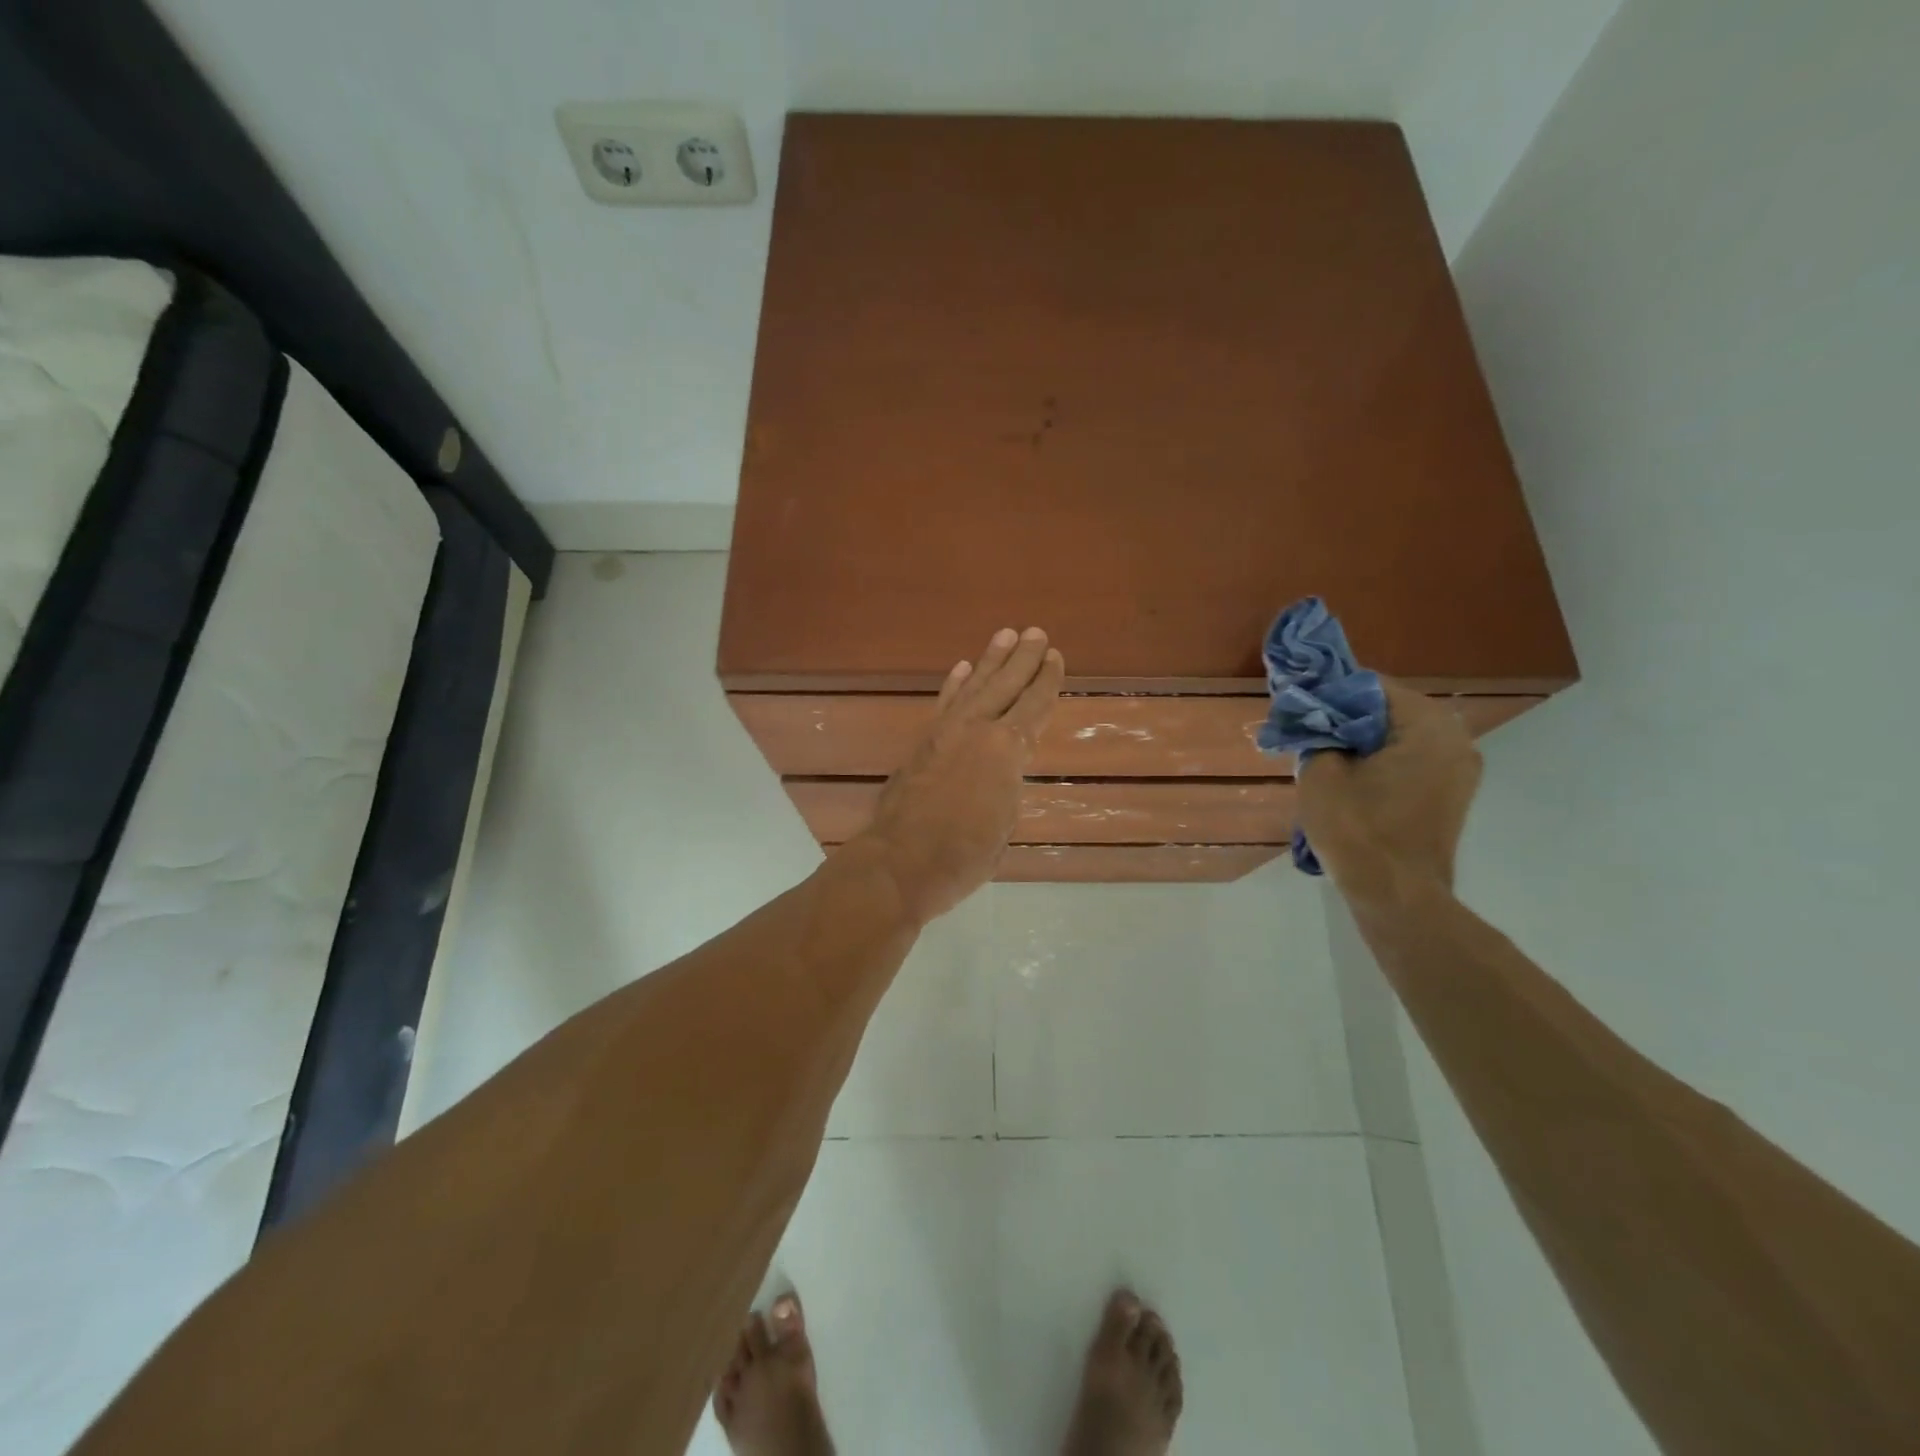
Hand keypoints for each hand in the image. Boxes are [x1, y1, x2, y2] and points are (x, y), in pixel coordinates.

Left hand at [856, 627, 1063, 924]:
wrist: (901, 861)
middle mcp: (978, 730)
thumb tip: (1000, 773)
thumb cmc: (964, 855)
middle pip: (1005, 685)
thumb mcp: (1003, 824)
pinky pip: (944, 704)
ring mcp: (945, 732)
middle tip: (1035, 632)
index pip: (1034, 706)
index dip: (1047, 681)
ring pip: (974, 686)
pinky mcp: (922, 742)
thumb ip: (1006, 788)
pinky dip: (954, 685)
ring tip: (1005, 635)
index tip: (1055, 656)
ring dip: (990, 660)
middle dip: (1023, 658)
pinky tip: (962, 669)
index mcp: (1007, 750)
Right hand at [1297, 679, 1482, 909]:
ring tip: (1326, 759)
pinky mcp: (1452, 794)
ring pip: (1399, 736)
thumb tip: (1316, 716)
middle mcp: (1455, 738)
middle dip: (1347, 718)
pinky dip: (1381, 762)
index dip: (1331, 694)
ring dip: (1362, 741)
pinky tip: (1351, 780)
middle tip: (1309, 735)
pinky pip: (1411, 761)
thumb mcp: (1320, 772)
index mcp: (1428, 725)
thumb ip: (1318, 732)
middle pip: (1389, 710)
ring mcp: (1460, 769)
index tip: (1301, 710)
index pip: (1371, 686)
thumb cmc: (1357, 830)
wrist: (1396, 896)